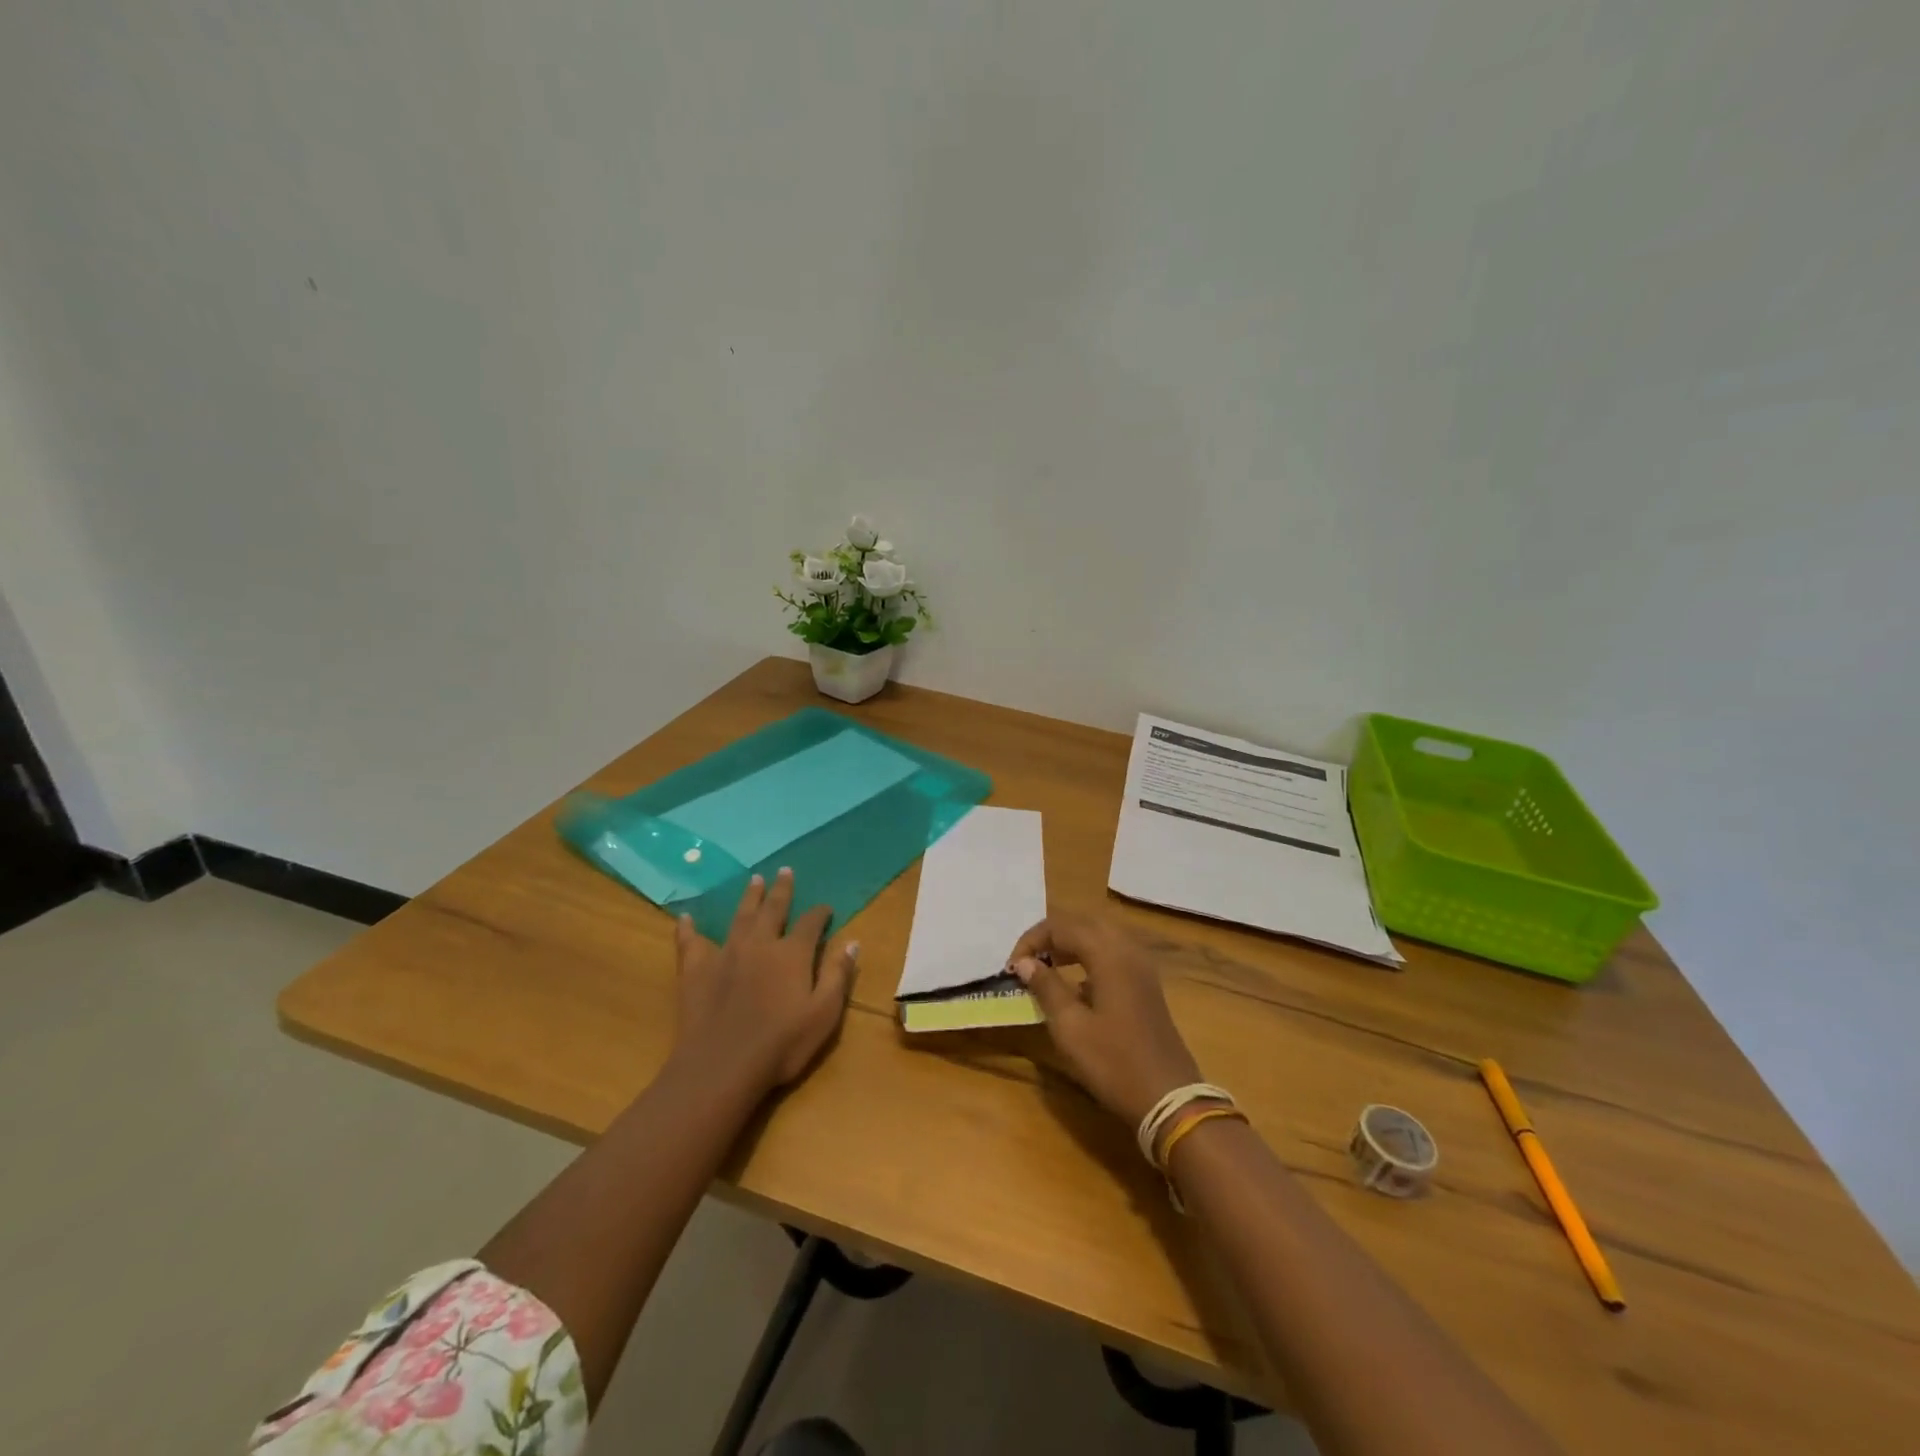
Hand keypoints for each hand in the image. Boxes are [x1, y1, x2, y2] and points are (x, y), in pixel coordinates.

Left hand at [672, 868, 857, 1097]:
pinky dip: (688, 929)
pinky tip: (685, 918)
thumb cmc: (781, 1044)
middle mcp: (759, 944)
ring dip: (749, 897)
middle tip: (784, 871)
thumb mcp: (823, 1014)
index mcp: (792, 954)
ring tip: (754, 879)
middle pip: (773, 909)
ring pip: (739, 917)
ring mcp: (725, 954)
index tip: (825, 908)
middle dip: (781, 890)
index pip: (810, 923)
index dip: (820, 913)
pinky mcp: (695, 970)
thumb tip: (852, 942)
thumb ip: (837, 976)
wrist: (722, 1066)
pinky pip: (690, 942)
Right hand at [1008, 912, 1202, 1130]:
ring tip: (1045, 967)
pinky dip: (1089, 957)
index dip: (1031, 941)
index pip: (1061, 926)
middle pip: (1082, 923)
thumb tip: (1025, 963)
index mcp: (1108, 954)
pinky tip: (1076, 985)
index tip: (1011, 968)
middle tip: (1027, 961)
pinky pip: (1113, 953)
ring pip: (1100, 935)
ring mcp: (1141, 966)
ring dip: (1070, 944)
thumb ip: (1046, 987)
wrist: (1169, 1099)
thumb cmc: (1114, 1062)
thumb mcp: (1070, 1027)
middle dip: (1051, 936)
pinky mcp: (1146, 984)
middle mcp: (1127, 949)